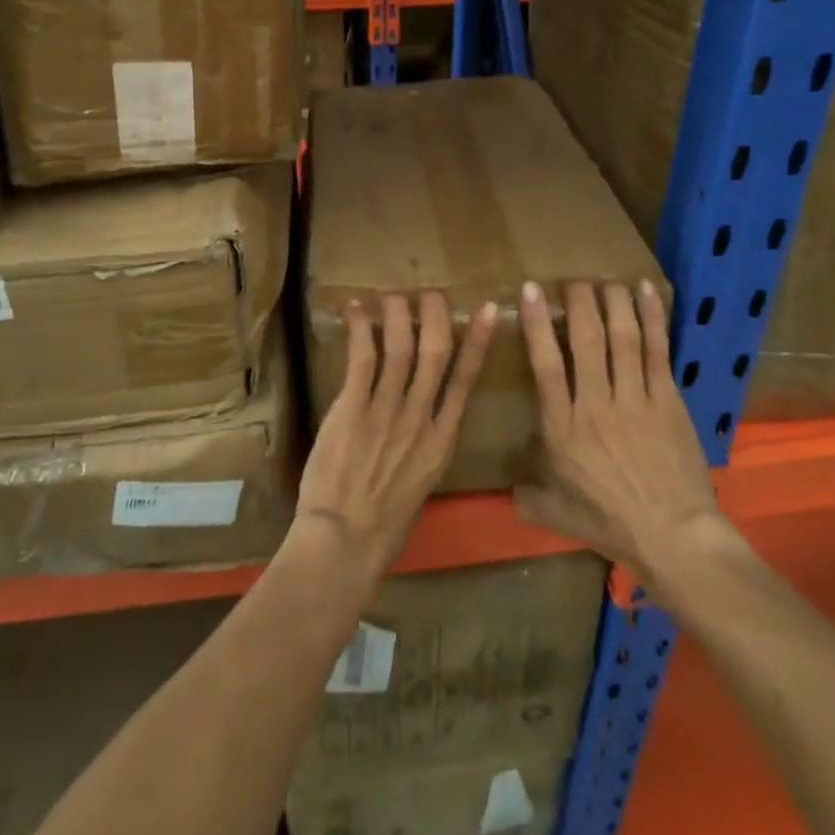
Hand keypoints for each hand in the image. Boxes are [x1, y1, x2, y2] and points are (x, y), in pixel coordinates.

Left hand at [293, 291, 498, 585]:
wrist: (346, 541)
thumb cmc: (384, 525)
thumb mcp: (422, 485)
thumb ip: (425, 448)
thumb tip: (423, 422)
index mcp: (443, 441)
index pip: (466, 381)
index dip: (478, 343)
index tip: (488, 311)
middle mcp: (420, 419)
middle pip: (435, 354)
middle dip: (435, 317)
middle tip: (431, 292)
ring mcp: (387, 412)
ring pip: (400, 349)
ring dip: (398, 316)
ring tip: (393, 294)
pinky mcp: (353, 409)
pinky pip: (362, 360)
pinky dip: (361, 330)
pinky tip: (357, 310)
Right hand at [514, 280, 728, 585]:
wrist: (673, 537)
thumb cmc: (609, 523)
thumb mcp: (554, 513)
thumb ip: (527, 495)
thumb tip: (507, 489)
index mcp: (562, 428)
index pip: (545, 364)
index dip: (537, 324)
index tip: (531, 290)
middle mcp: (595, 404)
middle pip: (585, 340)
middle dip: (578, 303)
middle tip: (573, 279)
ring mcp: (635, 399)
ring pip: (622, 338)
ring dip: (613, 303)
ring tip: (606, 279)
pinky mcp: (668, 401)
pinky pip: (658, 351)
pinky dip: (652, 318)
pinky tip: (647, 291)